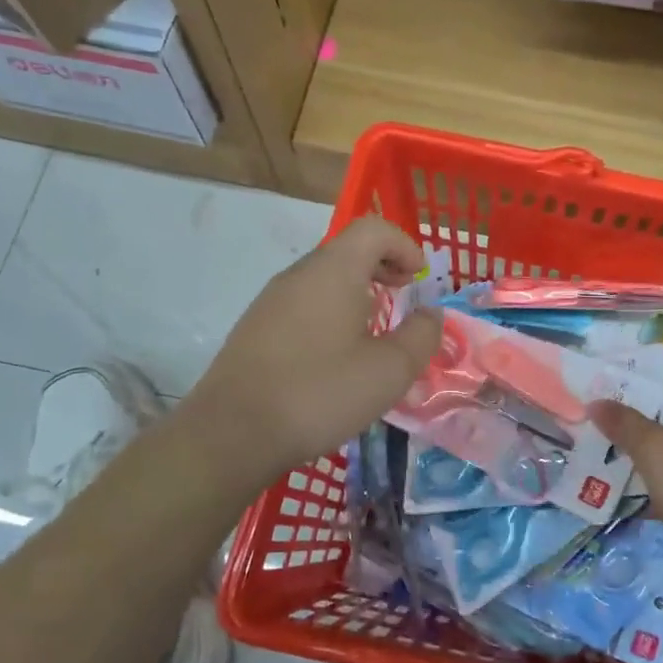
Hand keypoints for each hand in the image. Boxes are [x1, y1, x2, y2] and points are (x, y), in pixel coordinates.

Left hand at [185, 217, 443, 478]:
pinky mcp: (256, 329)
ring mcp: (271, 301)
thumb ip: (421, 336)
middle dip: (384, 270)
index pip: (373, 229)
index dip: (405, 246)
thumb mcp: (389, 371)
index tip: (421, 281)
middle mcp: (299, 275)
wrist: (232, 433)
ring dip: (357, 296)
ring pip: (325, 281)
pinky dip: (331, 315)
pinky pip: (304, 306)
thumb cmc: (320, 393)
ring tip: (375, 336)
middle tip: (404, 302)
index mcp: (334, 271)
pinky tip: (336, 359)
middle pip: (348, 251)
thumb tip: (429, 315)